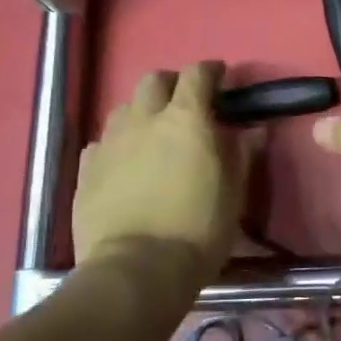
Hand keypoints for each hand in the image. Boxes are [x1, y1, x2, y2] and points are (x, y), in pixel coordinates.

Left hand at [74, 62, 256, 286]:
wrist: (136, 269)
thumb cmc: (198, 230)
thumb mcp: (234, 194)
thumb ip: (241, 155)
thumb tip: (254, 130)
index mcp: (186, 119)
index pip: (198, 75)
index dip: (211, 71)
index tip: (220, 77)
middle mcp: (144, 119)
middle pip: (154, 80)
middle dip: (171, 84)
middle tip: (184, 103)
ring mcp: (110, 142)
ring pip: (124, 108)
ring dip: (141, 111)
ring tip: (151, 133)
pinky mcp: (86, 169)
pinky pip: (102, 142)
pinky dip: (117, 143)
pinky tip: (124, 162)